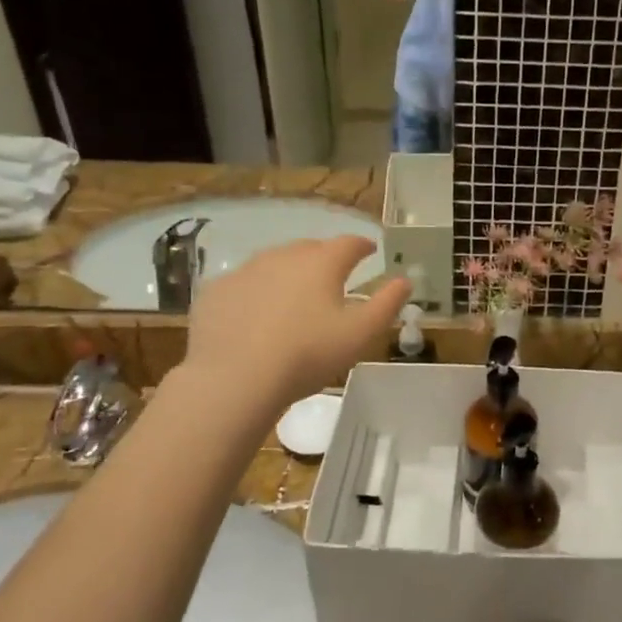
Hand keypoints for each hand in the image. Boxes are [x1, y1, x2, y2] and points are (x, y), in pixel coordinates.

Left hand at [182, 236, 410, 407]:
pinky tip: (258, 315)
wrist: (236, 378)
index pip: (349, 244)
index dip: (363, 246)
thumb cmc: (308, 354)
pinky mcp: (217, 292)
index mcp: (322, 263)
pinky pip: (245, 285)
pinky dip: (257, 293)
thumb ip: (387, 303)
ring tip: (295, 296)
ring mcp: (245, 271)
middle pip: (310, 249)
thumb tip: (404, 280)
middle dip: (325, 258)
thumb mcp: (361, 333)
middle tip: (334, 277)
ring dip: (289, 273)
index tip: (370, 251)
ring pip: (274, 263)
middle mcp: (283, 256)